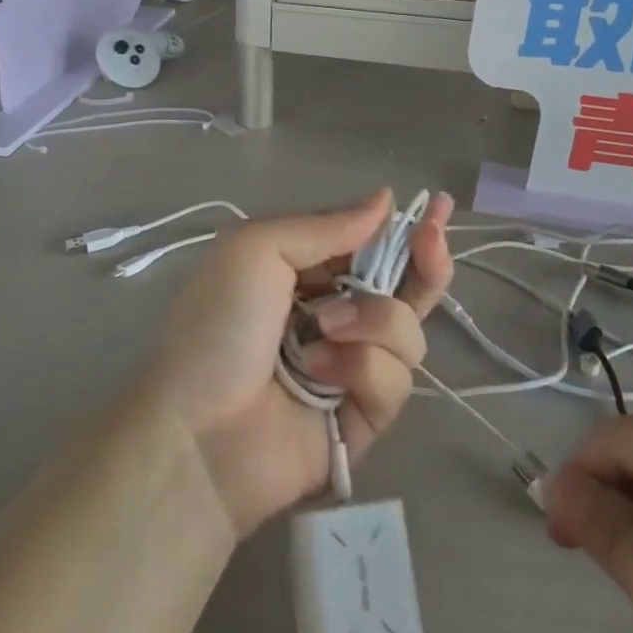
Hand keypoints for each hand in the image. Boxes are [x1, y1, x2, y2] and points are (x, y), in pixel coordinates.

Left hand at [144, 190, 453, 538]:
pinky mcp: (365, 417)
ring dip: (374, 321)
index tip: (436, 209)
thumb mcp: (257, 250)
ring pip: (407, 331)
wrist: (196, 432)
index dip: (404, 229)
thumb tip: (386, 199)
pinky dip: (363, 368)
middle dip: (426, 262)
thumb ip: (326, 226)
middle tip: (433, 242)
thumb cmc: (218, 325)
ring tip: (326, 329)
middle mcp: (335, 317)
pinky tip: (322, 373)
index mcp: (305, 275)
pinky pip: (396, 380)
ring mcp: (353, 368)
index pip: (369, 247)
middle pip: (405, 288)